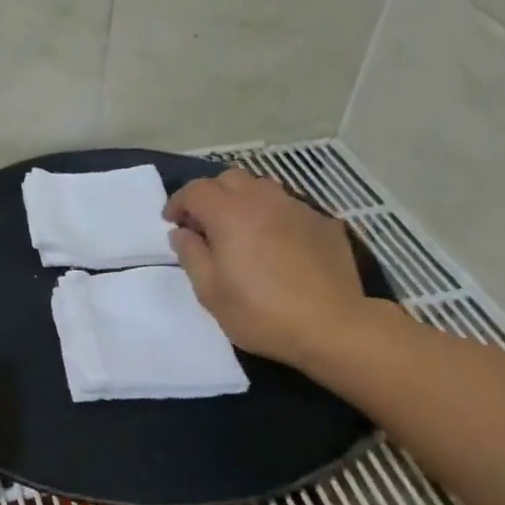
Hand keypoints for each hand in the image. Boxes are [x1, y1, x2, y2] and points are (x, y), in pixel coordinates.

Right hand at [164, 168, 369, 364]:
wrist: (331, 326)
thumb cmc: (260, 314)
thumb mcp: (210, 292)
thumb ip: (191, 255)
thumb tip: (181, 233)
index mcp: (231, 216)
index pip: (197, 190)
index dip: (179, 202)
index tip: (172, 222)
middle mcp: (264, 201)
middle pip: (230, 178)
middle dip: (210, 194)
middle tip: (203, 224)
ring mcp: (299, 209)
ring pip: (263, 188)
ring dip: (242, 201)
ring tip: (238, 230)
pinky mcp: (324, 224)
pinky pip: (289, 208)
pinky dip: (271, 216)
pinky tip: (274, 245)